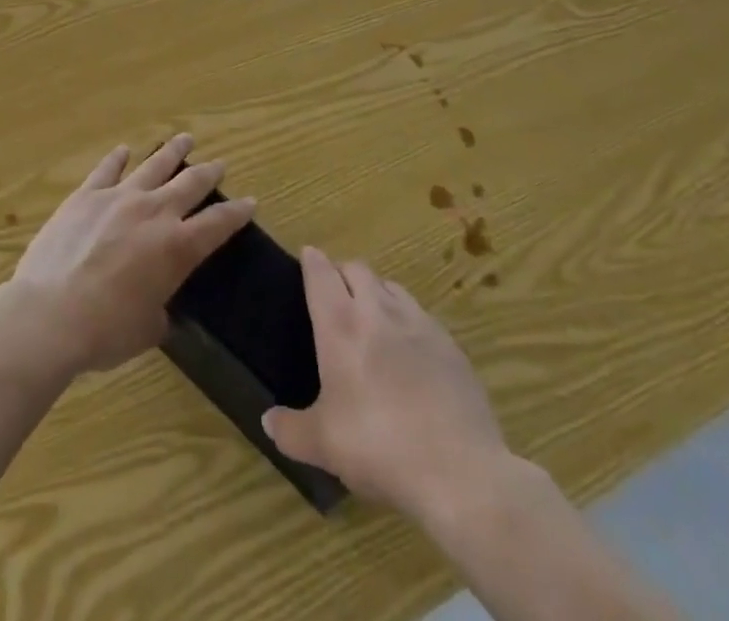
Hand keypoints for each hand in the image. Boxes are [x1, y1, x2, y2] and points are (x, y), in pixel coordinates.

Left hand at [7, 134, 255, 374]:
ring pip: (153, 165)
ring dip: (172, 151)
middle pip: (190, 184)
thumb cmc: (105, 331)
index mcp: (178, 248)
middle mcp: (155, 213)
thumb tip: (158, 309)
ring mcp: (118, 198)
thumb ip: (159, 312)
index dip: (237, 213)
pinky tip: (124, 150)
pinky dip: (117, 158)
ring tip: (185, 139)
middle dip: (209, 173)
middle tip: (220, 163)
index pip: (218, 224)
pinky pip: (107, 170)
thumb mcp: (146, 329)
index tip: (250, 201)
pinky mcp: (85, 196)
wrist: (51, 313)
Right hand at [261, 248, 510, 523]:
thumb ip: (290, 430)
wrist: (460, 472)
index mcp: (341, 325)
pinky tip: (409, 351)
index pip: (321, 273)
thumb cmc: (379, 447)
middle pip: (358, 269)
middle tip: (335, 294)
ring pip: (391, 287)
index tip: (307, 257)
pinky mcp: (450, 345)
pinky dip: (407, 320)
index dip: (312, 261)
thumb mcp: (323, 445)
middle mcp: (378, 312)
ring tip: (372, 317)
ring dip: (376, 292)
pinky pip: (421, 316)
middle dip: (343, 273)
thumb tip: (268, 421)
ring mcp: (419, 324)